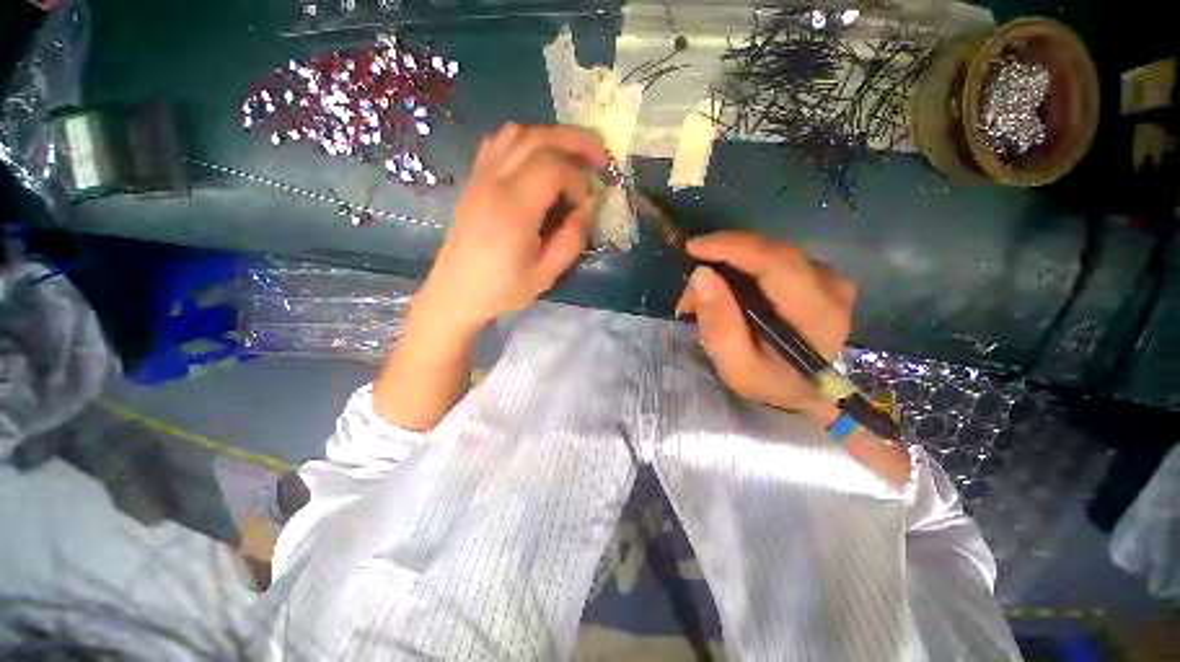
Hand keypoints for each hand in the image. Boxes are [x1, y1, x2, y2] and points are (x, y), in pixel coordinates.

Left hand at [413, 123, 607, 335]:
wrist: (456, 291)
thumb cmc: (502, 288)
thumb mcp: (546, 274)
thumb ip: (572, 239)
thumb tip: (589, 206)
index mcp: (513, 208)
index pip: (554, 168)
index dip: (578, 182)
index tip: (584, 208)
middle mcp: (494, 182)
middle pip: (538, 138)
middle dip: (576, 141)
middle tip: (600, 157)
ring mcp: (480, 176)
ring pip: (518, 133)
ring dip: (551, 138)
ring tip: (572, 158)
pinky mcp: (474, 180)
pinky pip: (499, 142)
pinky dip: (525, 142)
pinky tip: (538, 161)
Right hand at [675, 231, 855, 425]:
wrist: (804, 389)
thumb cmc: (770, 382)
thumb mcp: (737, 368)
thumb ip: (719, 326)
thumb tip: (701, 275)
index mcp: (818, 315)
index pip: (778, 263)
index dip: (733, 248)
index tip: (693, 248)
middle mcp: (830, 286)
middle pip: (769, 252)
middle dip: (721, 261)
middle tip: (690, 291)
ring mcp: (827, 276)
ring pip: (766, 253)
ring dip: (727, 268)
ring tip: (701, 299)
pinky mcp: (816, 274)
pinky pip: (770, 259)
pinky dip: (740, 270)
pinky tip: (723, 292)